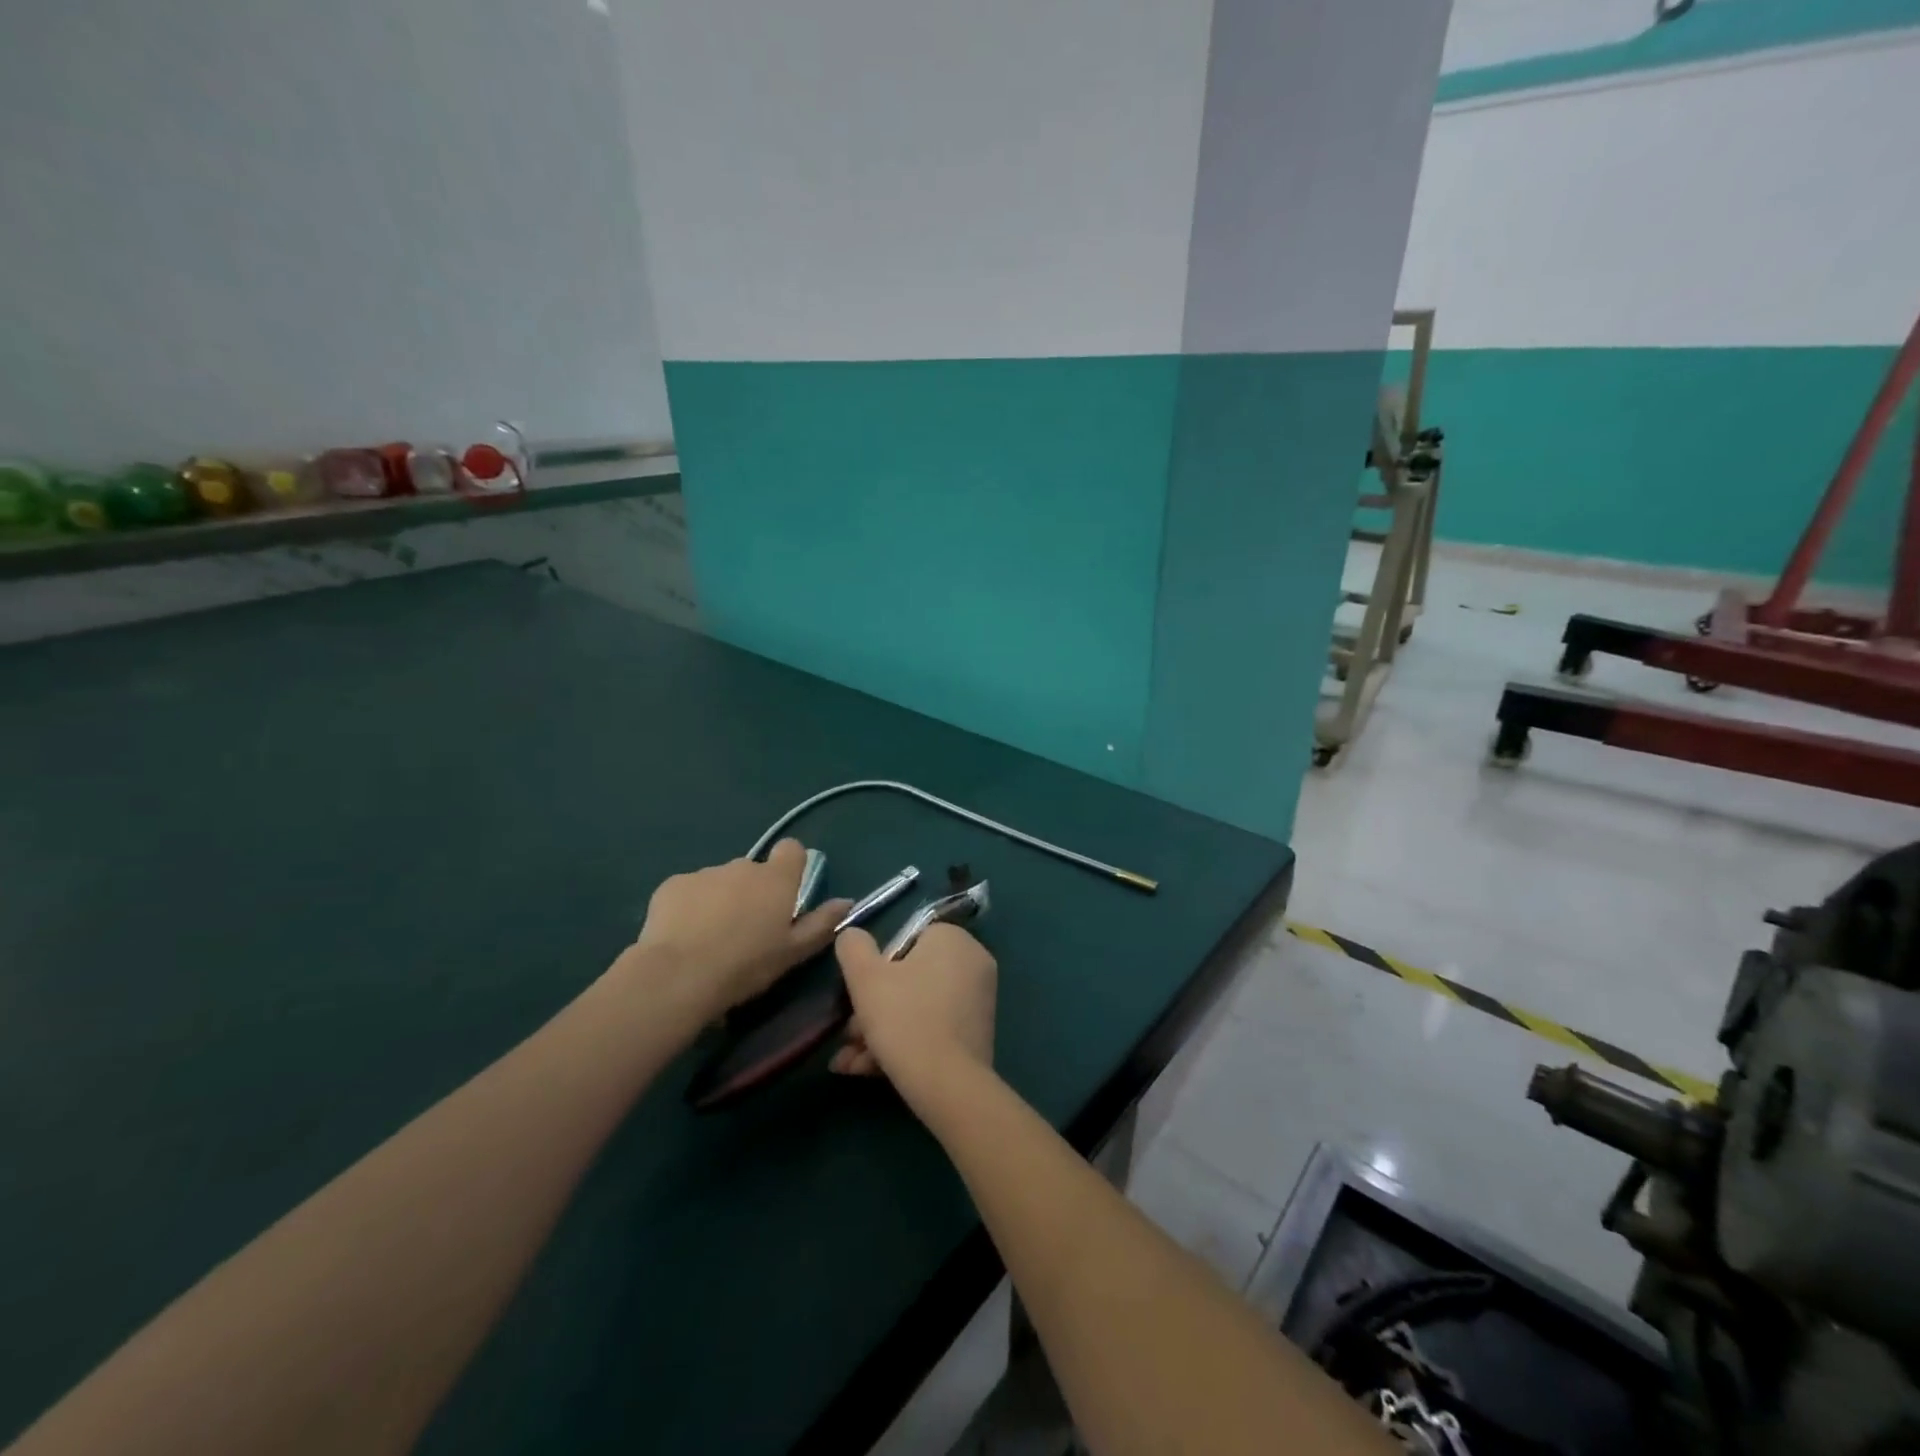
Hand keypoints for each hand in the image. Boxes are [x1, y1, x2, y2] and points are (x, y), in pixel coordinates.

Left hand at [626, 840, 852, 1021]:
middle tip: (746, 930)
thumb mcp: (793, 952)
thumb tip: (846, 901)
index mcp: (776, 879)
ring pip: (720, 881)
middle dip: (752, 892)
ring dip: (721, 900)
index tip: (785, 893)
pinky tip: (684, 936)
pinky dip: (690, 906)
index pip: (792, 850)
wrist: (679, 975)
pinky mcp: (672, 885)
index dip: (791, 867)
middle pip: (754, 871)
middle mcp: (743, 866)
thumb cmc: (747, 965)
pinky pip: (689, 891)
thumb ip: (822, 923)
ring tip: (710, 938)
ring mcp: (705, 873)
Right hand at [829, 923, 996, 1085]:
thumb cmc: (904, 1018)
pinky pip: (933, 1029)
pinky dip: (904, 1044)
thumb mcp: (865, 977)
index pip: (906, 940)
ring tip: (851, 1062)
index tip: (858, 995)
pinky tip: (869, 1070)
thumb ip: (853, 947)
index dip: (877, 967)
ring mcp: (979, 1001)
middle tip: (850, 1035)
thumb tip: (851, 935)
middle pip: (910, 979)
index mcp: (953, 939)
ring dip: (881, 1032)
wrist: (947, 1085)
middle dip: (874, 1008)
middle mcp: (973, 963)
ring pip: (917, 1008)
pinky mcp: (977, 1035)